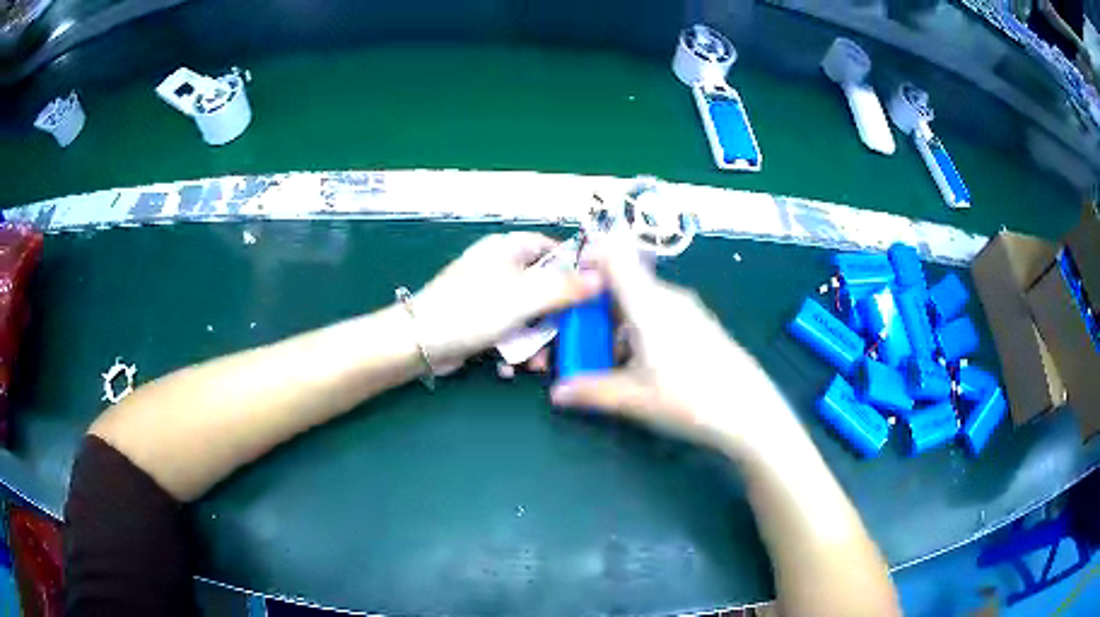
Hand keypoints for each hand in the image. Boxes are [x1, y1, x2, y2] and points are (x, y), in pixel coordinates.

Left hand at [412, 232, 603, 368]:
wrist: (418, 342)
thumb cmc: (472, 310)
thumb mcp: (525, 298)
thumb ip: (565, 287)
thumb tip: (603, 277)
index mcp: (510, 248)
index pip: (554, 249)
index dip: (576, 271)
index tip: (592, 297)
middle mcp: (501, 266)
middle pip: (545, 287)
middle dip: (554, 319)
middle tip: (564, 341)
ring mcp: (489, 294)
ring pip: (529, 314)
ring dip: (536, 340)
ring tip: (535, 364)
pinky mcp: (480, 319)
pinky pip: (509, 329)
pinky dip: (513, 347)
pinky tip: (511, 366)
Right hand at [550, 236, 796, 454]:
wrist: (750, 411)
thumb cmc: (689, 399)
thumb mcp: (633, 400)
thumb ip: (590, 392)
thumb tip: (557, 393)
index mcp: (648, 304)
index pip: (615, 258)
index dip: (590, 258)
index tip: (570, 282)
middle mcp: (669, 297)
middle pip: (626, 284)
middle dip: (599, 307)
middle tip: (584, 338)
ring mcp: (689, 310)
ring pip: (644, 302)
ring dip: (621, 323)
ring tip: (612, 360)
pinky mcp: (702, 325)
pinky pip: (662, 314)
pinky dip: (643, 330)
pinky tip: (646, 365)